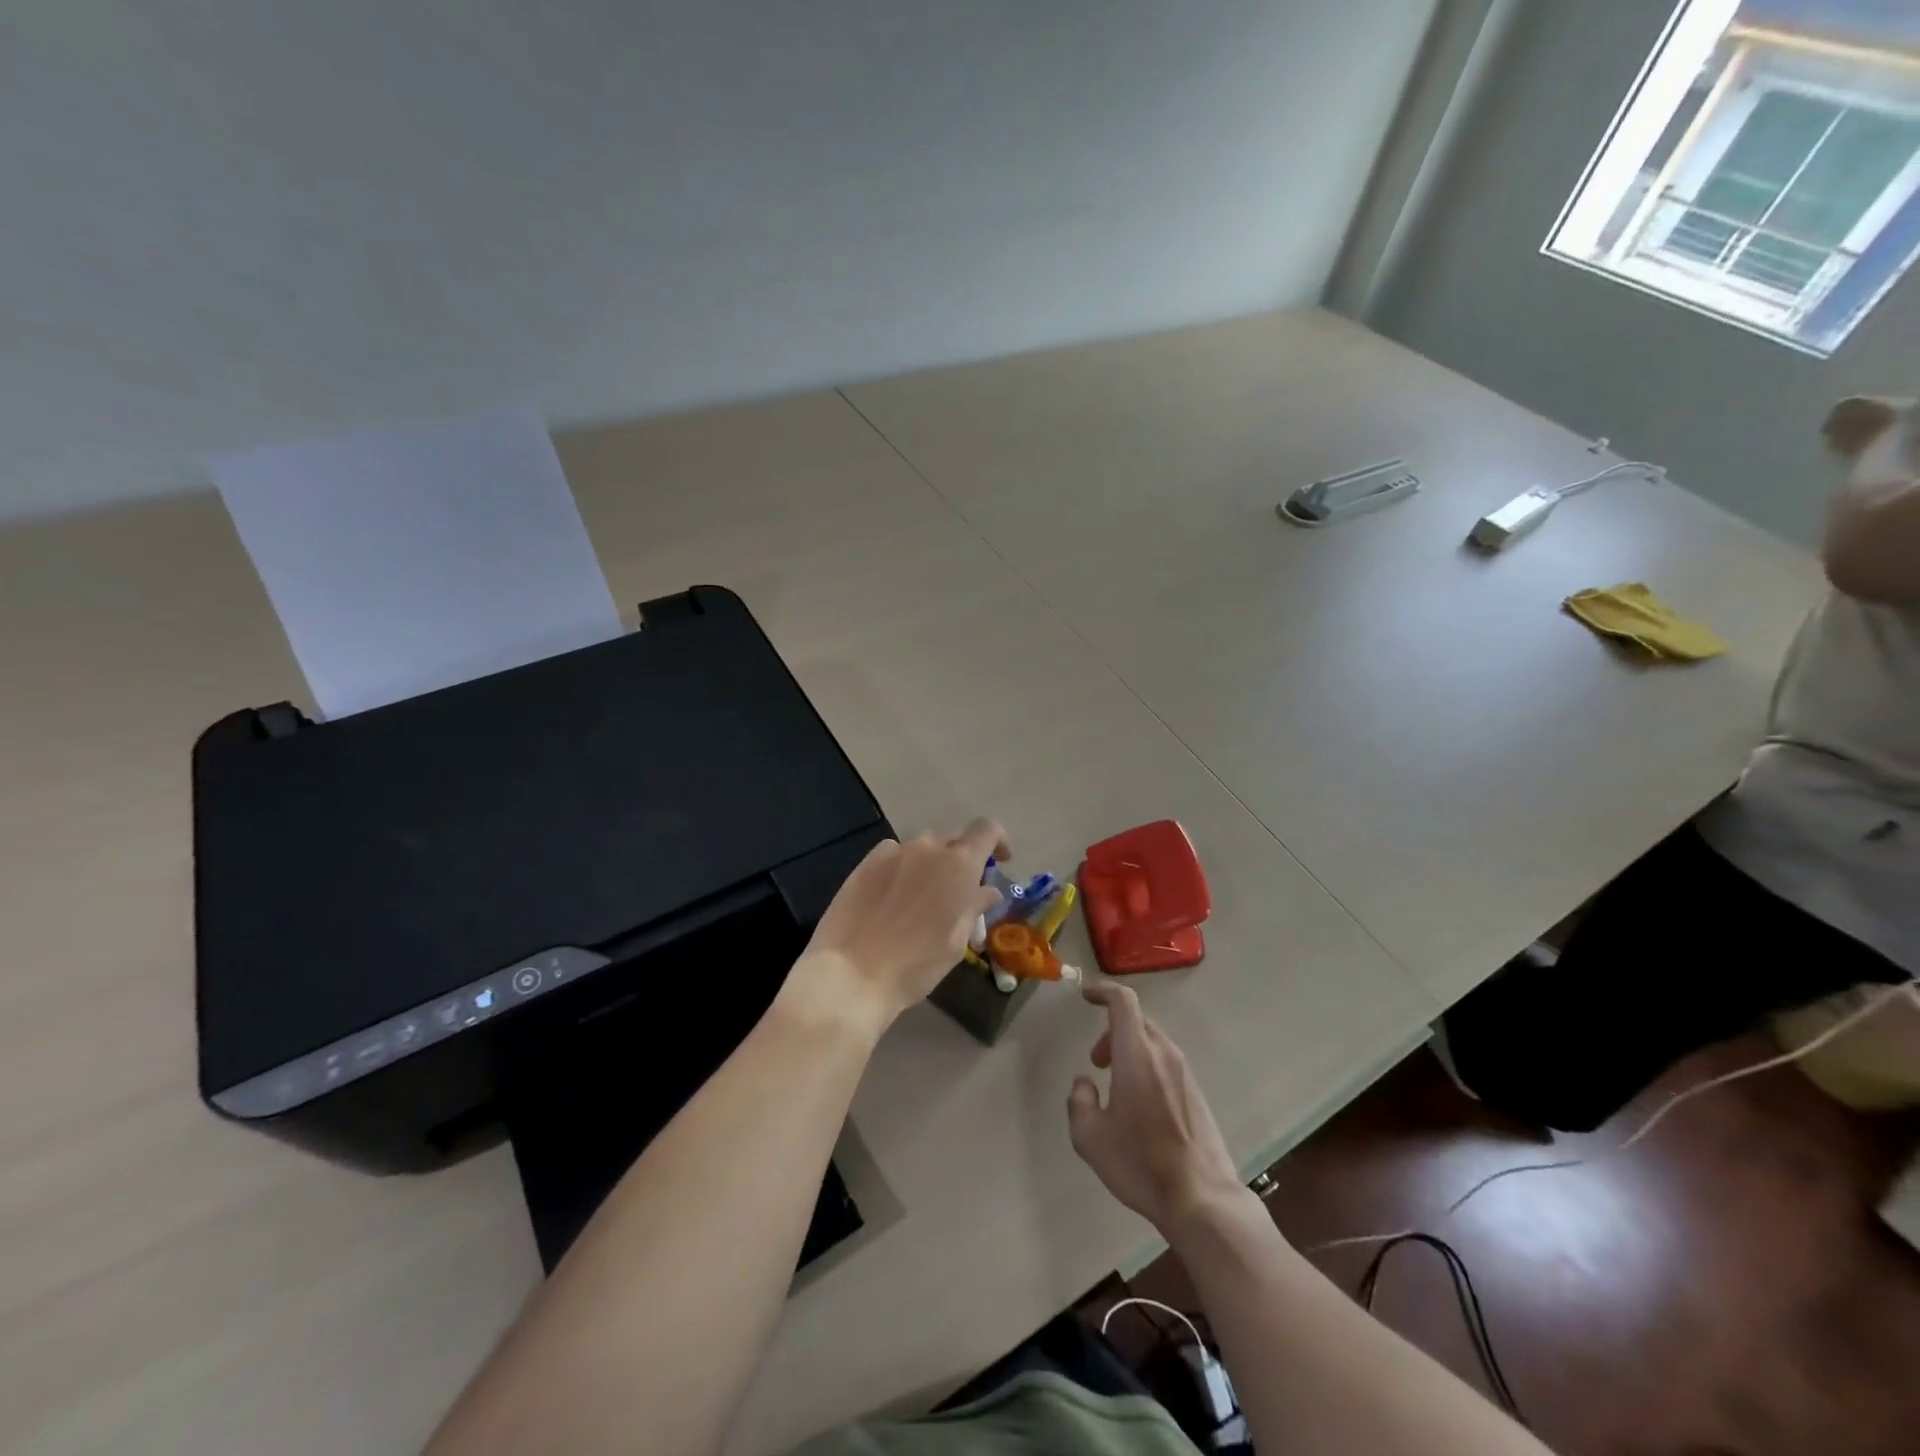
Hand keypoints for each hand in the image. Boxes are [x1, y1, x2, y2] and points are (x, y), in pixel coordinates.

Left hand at [779, 818, 1008, 1037]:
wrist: (851, 974)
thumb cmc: (915, 965)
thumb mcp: (955, 942)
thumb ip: (973, 907)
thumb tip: (987, 891)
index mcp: (958, 865)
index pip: (987, 829)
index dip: (998, 841)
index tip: (999, 862)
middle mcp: (927, 848)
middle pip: (954, 838)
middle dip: (963, 858)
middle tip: (960, 891)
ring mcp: (893, 852)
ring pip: (923, 847)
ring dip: (932, 863)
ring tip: (925, 896)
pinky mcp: (865, 862)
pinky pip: (894, 853)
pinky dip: (903, 866)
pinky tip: (895, 895)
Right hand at [1067, 981, 1244, 1235]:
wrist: (1201, 1199)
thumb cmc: (1140, 1163)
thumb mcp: (1089, 1136)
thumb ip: (1079, 1100)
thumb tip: (1085, 1084)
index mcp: (1137, 1054)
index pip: (1123, 1001)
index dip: (1102, 991)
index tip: (1086, 996)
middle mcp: (1163, 1054)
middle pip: (1137, 1021)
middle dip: (1111, 1032)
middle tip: (1097, 1061)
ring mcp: (1184, 1073)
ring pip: (1152, 1043)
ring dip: (1130, 1051)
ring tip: (1116, 1088)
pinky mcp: (1196, 1093)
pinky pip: (1166, 1063)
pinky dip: (1147, 1067)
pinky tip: (1140, 1107)